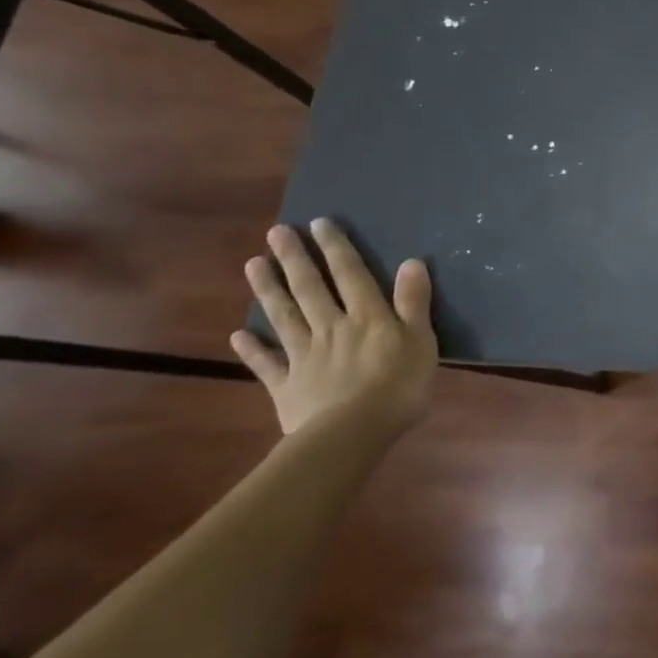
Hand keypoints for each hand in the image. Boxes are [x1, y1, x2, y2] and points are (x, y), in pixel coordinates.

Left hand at [230, 219, 438, 435]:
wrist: (352, 434)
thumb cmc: (398, 385)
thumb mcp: (421, 340)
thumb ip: (413, 301)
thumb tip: (411, 261)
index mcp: (367, 317)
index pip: (350, 274)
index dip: (336, 248)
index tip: (319, 223)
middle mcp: (331, 327)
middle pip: (310, 288)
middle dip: (294, 259)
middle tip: (276, 233)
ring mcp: (304, 356)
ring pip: (284, 317)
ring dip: (268, 290)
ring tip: (253, 265)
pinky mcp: (286, 386)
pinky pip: (267, 364)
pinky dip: (252, 349)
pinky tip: (237, 335)